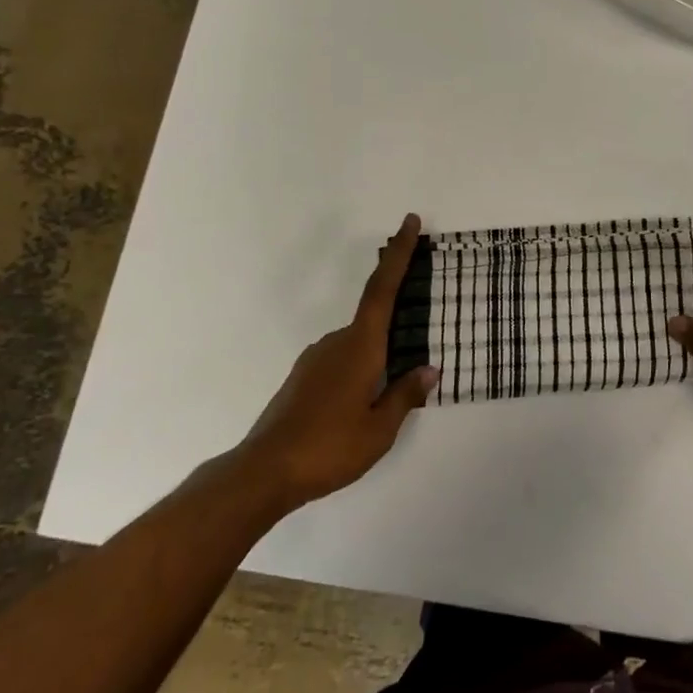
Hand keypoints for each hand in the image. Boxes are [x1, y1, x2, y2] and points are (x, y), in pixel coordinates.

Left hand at [233, 214, 438, 511]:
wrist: (264, 471)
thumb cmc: (330, 447)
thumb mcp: (379, 430)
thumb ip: (405, 395)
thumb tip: (429, 370)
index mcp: (360, 347)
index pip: (384, 289)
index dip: (399, 254)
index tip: (410, 221)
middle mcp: (337, 342)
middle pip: (374, 318)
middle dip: (396, 323)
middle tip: (414, 353)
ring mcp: (316, 358)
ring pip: (358, 345)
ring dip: (376, 356)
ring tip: (388, 395)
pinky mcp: (303, 377)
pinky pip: (342, 360)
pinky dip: (359, 369)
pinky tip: (361, 403)